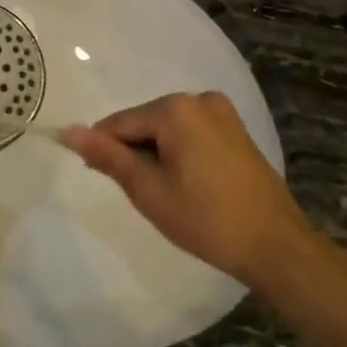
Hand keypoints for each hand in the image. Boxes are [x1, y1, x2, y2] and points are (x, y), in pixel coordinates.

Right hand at [61, 92, 311, 289]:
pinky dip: (181, 153)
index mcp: (175, 109)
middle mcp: (198, 99)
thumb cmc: (208, 220)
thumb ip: (108, 157)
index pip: (120, 123)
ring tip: (171, 195)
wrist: (278, 248)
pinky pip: (191, 133)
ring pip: (168, 128)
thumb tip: (68, 131)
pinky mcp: (236, 129)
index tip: (104, 179)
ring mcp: (222, 112)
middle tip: (147, 196)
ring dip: (158, 154)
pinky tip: (191, 185)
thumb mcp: (149, 191)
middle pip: (145, 122)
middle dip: (136, 153)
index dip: (107, 151)